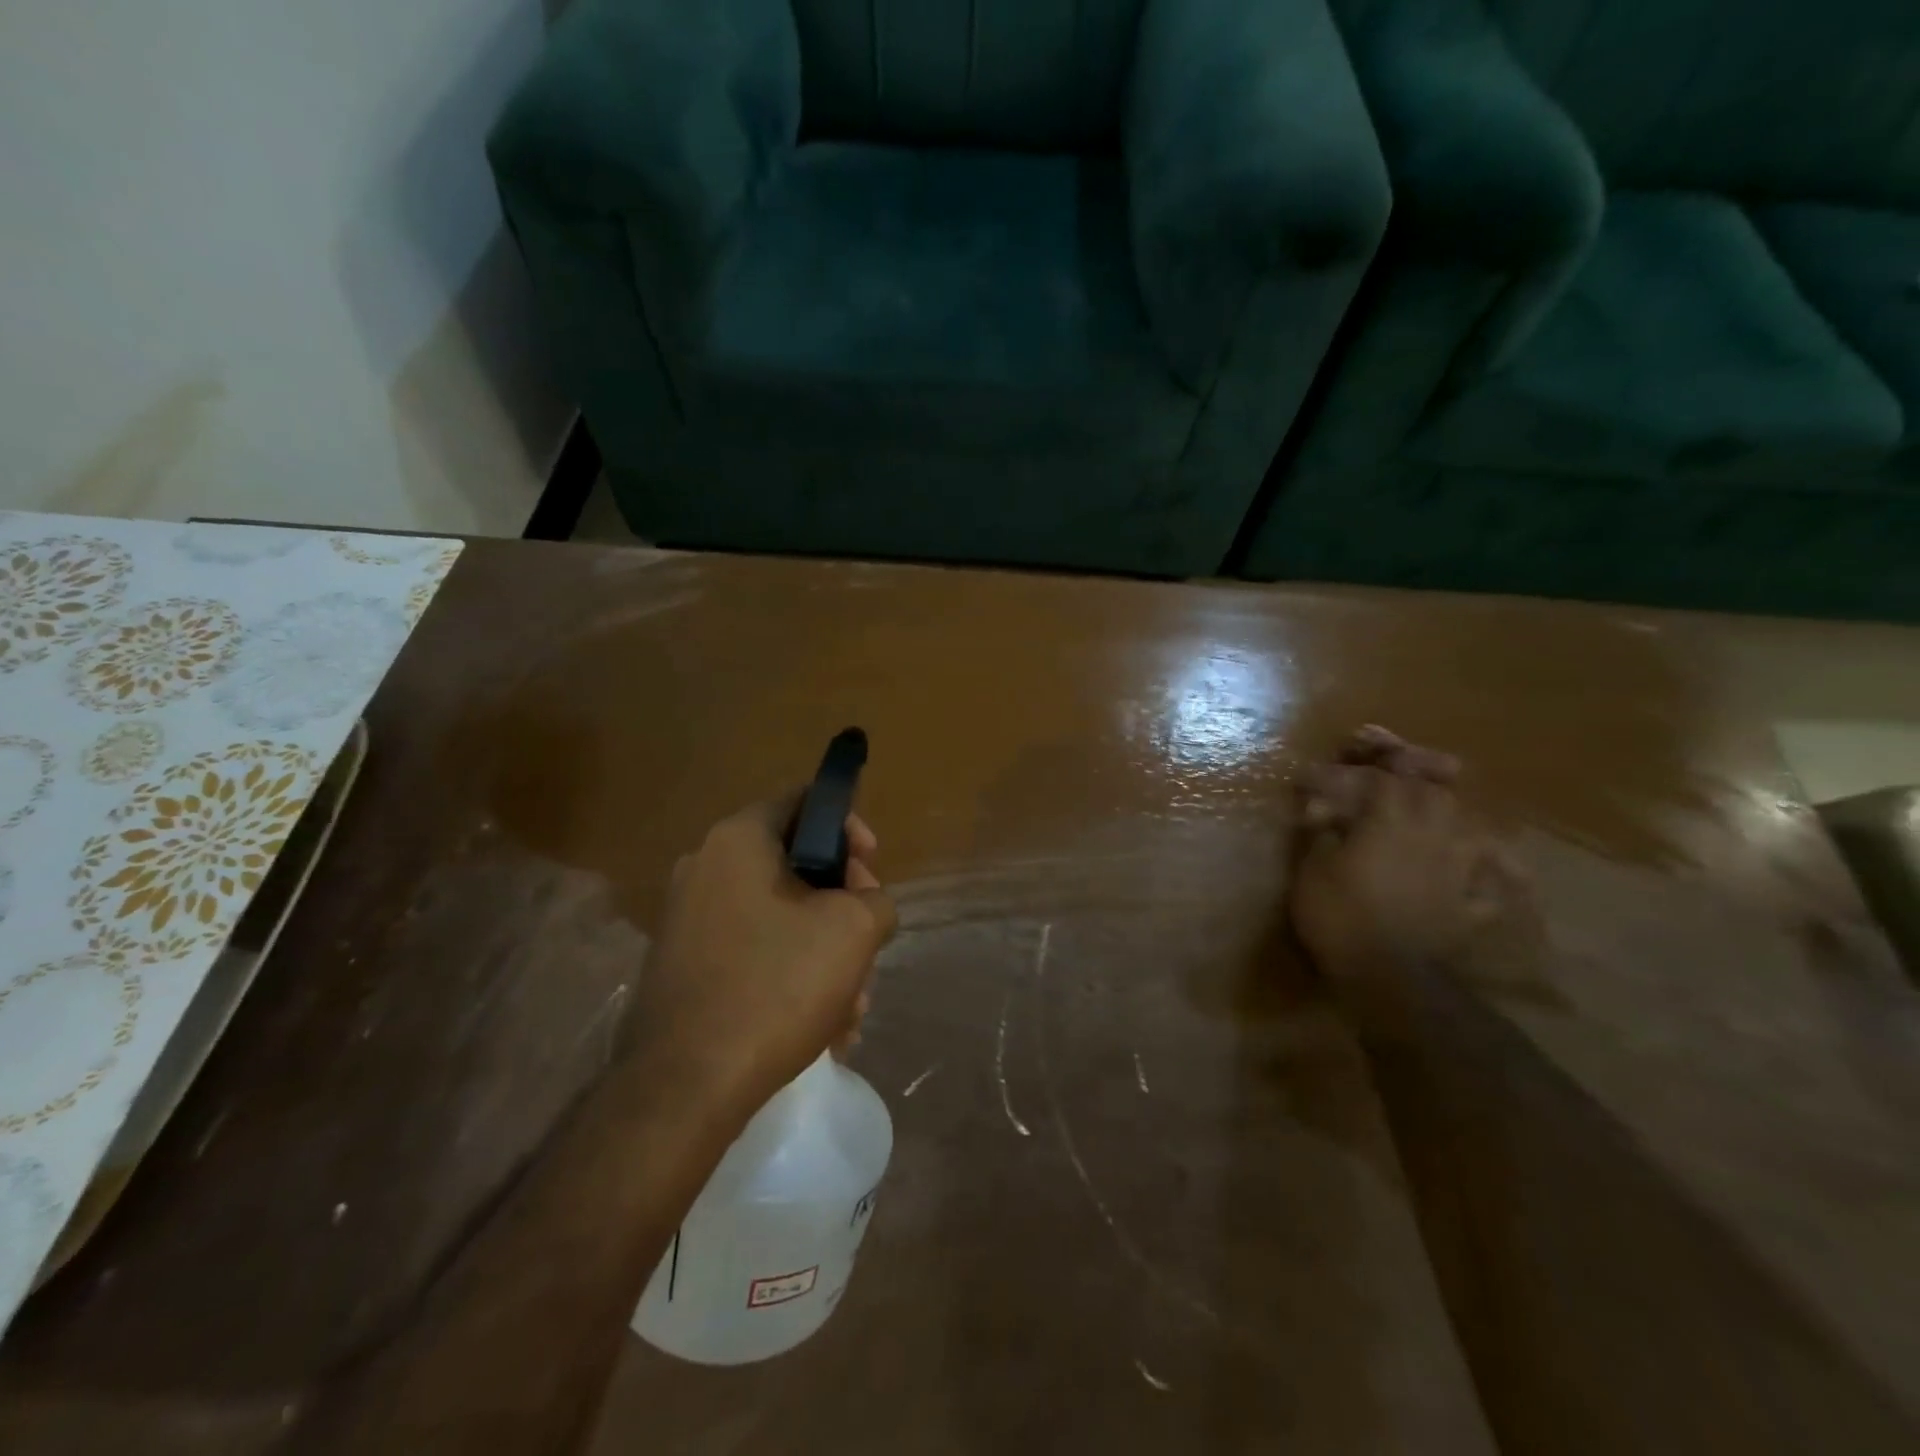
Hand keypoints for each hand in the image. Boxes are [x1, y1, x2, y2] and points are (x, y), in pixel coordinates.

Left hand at [635, 796, 896, 1117]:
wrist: (683, 1087)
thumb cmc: (776, 986)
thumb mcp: (854, 930)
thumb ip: (876, 899)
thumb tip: (865, 905)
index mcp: (738, 840)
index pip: (804, 801)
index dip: (849, 828)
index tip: (871, 869)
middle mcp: (705, 867)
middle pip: (796, 865)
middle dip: (843, 907)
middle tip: (868, 946)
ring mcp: (688, 919)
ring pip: (780, 917)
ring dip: (824, 952)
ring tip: (851, 1008)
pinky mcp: (684, 965)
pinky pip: (753, 951)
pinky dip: (790, 976)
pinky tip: (821, 1028)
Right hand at [1290, 728, 1504, 980]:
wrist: (1390, 976)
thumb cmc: (1340, 915)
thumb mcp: (1312, 867)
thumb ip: (1320, 831)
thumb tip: (1320, 809)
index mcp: (1391, 819)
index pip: (1380, 776)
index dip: (1355, 765)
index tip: (1321, 770)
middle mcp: (1434, 835)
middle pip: (1434, 788)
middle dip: (1414, 767)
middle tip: (1392, 758)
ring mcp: (1459, 870)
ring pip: (1468, 824)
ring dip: (1451, 808)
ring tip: (1438, 802)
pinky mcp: (1470, 904)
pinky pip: (1491, 880)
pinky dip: (1489, 869)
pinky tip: (1486, 866)